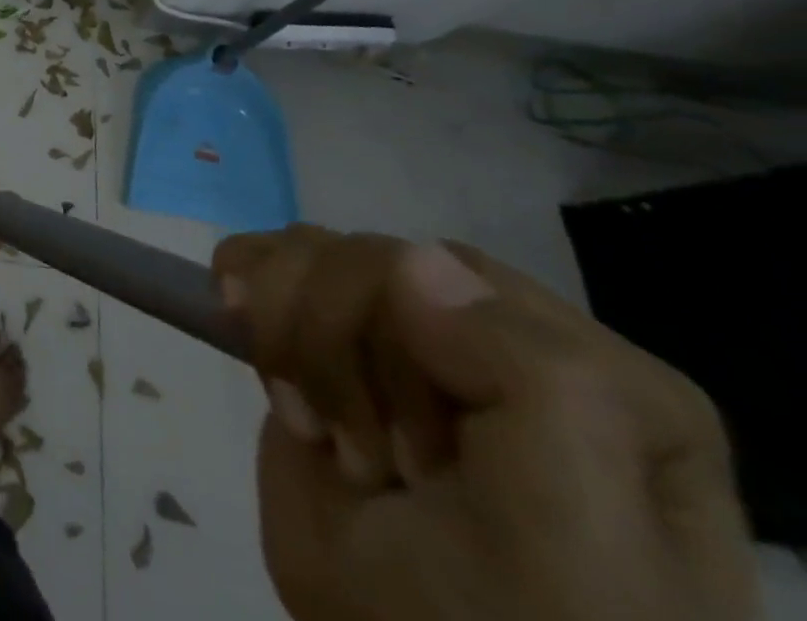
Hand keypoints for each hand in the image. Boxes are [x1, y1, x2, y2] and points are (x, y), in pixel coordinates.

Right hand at [212, 225, 757, 620]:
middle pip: (370, 257)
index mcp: (589, 370)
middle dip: (341, 349)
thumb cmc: (514, 620)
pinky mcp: (316, 336)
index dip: (407, 345)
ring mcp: (391, 330)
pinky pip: (261, 257)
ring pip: (307, 249)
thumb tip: (412, 260)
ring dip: (288, 337)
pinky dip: (244, 297)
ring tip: (316, 427)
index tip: (420, 463)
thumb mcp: (574, 530)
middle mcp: (488, 334)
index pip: (456, 272)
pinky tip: (268, 367)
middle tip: (373, 463)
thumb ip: (534, 378)